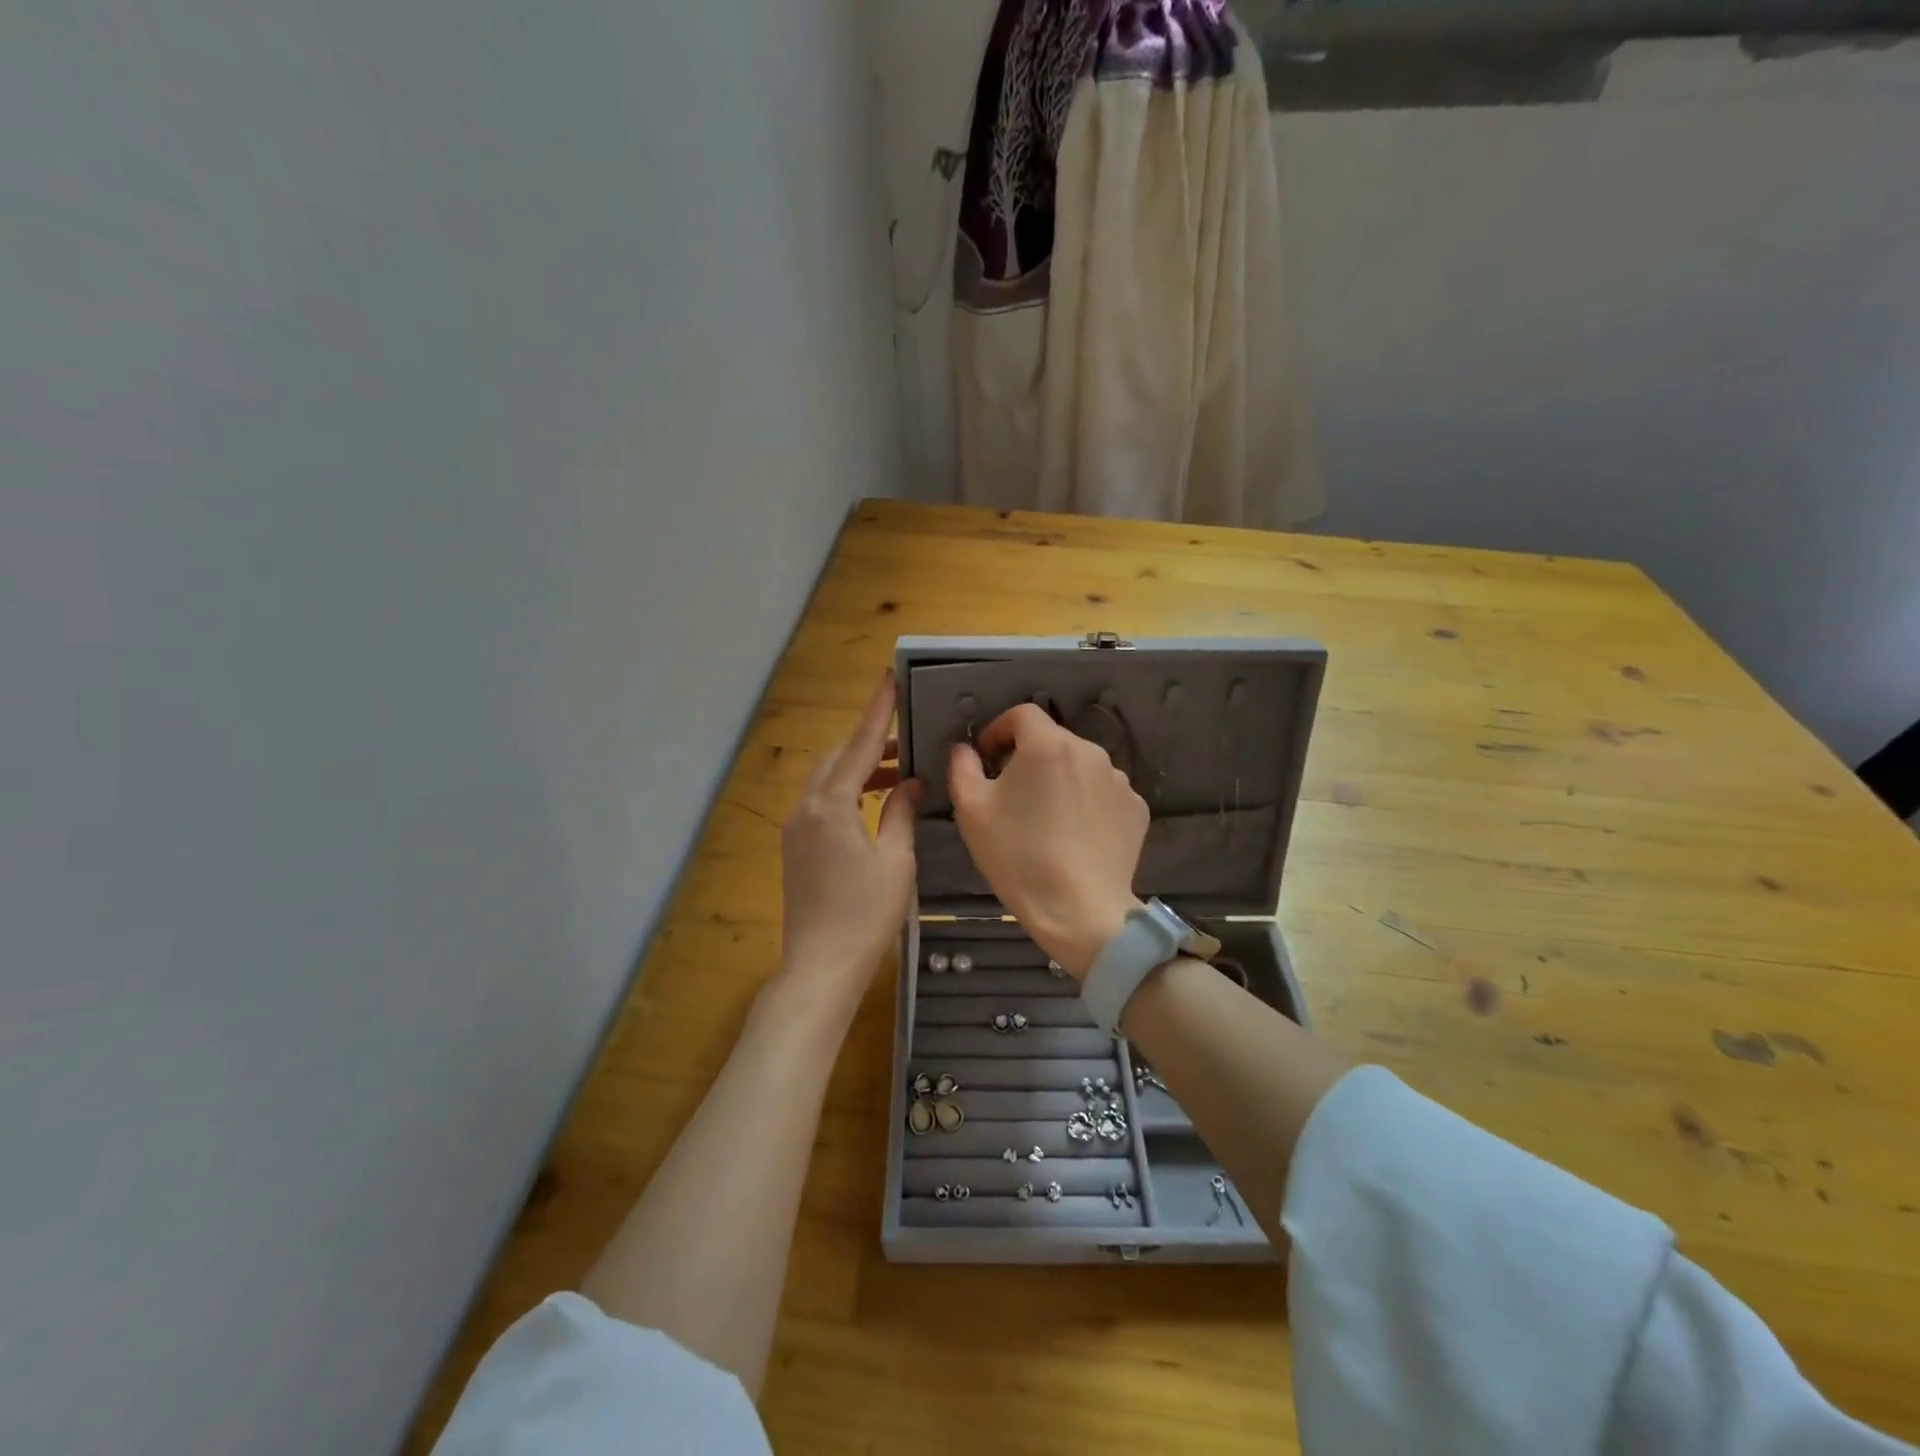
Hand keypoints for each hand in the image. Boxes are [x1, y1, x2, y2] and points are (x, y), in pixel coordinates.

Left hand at [779, 672, 921, 1003]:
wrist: (820, 968)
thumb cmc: (865, 915)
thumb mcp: (895, 860)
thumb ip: (900, 812)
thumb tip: (909, 782)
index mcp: (830, 805)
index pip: (858, 745)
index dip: (876, 712)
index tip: (887, 679)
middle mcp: (805, 808)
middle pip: (835, 759)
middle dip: (867, 744)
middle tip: (905, 742)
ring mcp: (795, 829)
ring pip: (826, 781)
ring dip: (857, 770)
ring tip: (895, 773)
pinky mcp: (795, 849)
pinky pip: (821, 804)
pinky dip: (846, 793)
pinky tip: (872, 806)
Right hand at [949, 705, 1146, 980]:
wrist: (1079, 910)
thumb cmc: (1018, 856)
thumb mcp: (972, 810)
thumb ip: (963, 767)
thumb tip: (966, 749)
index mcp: (1048, 745)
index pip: (1022, 715)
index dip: (999, 729)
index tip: (987, 756)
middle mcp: (1090, 751)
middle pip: (1053, 741)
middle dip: (1028, 758)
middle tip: (1011, 793)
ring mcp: (1119, 781)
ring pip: (1080, 767)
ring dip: (1060, 780)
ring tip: (1046, 818)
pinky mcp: (1137, 809)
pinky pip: (1104, 794)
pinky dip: (1087, 804)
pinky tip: (1075, 835)